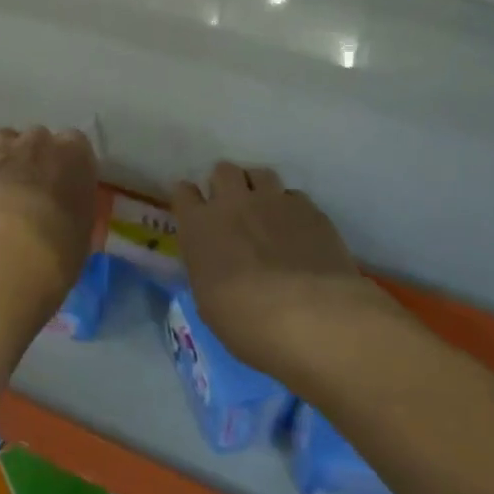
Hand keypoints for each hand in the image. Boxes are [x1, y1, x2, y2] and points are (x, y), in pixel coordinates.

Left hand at [0, 128, 96, 296]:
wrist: (10, 253)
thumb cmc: (60, 246)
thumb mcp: (83, 227)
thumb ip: (75, 205)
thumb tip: (66, 210)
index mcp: (75, 153)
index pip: (75, 142)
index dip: (66, 161)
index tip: (63, 181)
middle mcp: (38, 141)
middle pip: (37, 138)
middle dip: (35, 156)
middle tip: (33, 187)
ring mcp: (1, 149)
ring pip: (4, 142)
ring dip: (6, 158)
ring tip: (3, 189)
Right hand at [172, 163, 392, 373]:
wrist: (310, 317)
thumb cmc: (246, 322)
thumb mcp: (208, 302)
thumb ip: (207, 269)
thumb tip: (214, 264)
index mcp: (198, 226)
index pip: (183, 192)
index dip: (189, 200)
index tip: (194, 212)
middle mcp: (232, 203)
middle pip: (222, 170)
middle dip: (225, 184)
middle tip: (232, 209)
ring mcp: (273, 201)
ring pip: (260, 173)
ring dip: (258, 188)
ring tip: (266, 211)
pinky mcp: (310, 210)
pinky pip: (294, 196)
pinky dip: (291, 208)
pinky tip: (297, 230)